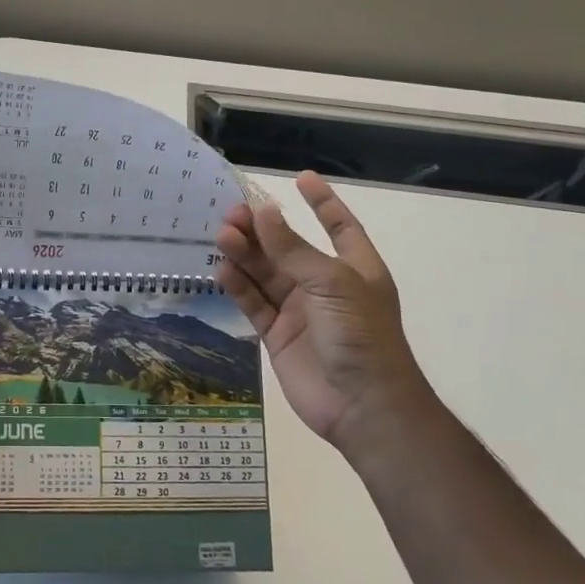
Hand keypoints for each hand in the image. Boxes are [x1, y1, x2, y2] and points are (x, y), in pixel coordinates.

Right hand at [215, 171, 428, 457]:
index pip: (339, 226)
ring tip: (221, 236)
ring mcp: (300, 311)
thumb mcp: (331, 282)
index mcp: (354, 268)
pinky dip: (238, 287)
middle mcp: (325, 286)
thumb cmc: (360, 334)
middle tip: (233, 213)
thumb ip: (293, 249)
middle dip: (263, 229)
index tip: (301, 178)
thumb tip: (263, 212)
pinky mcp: (278, 335)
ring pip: (265, 274)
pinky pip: (254, 303)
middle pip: (289, 248)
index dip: (323, 203)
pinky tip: (221, 270)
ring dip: (245, 254)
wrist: (363, 405)